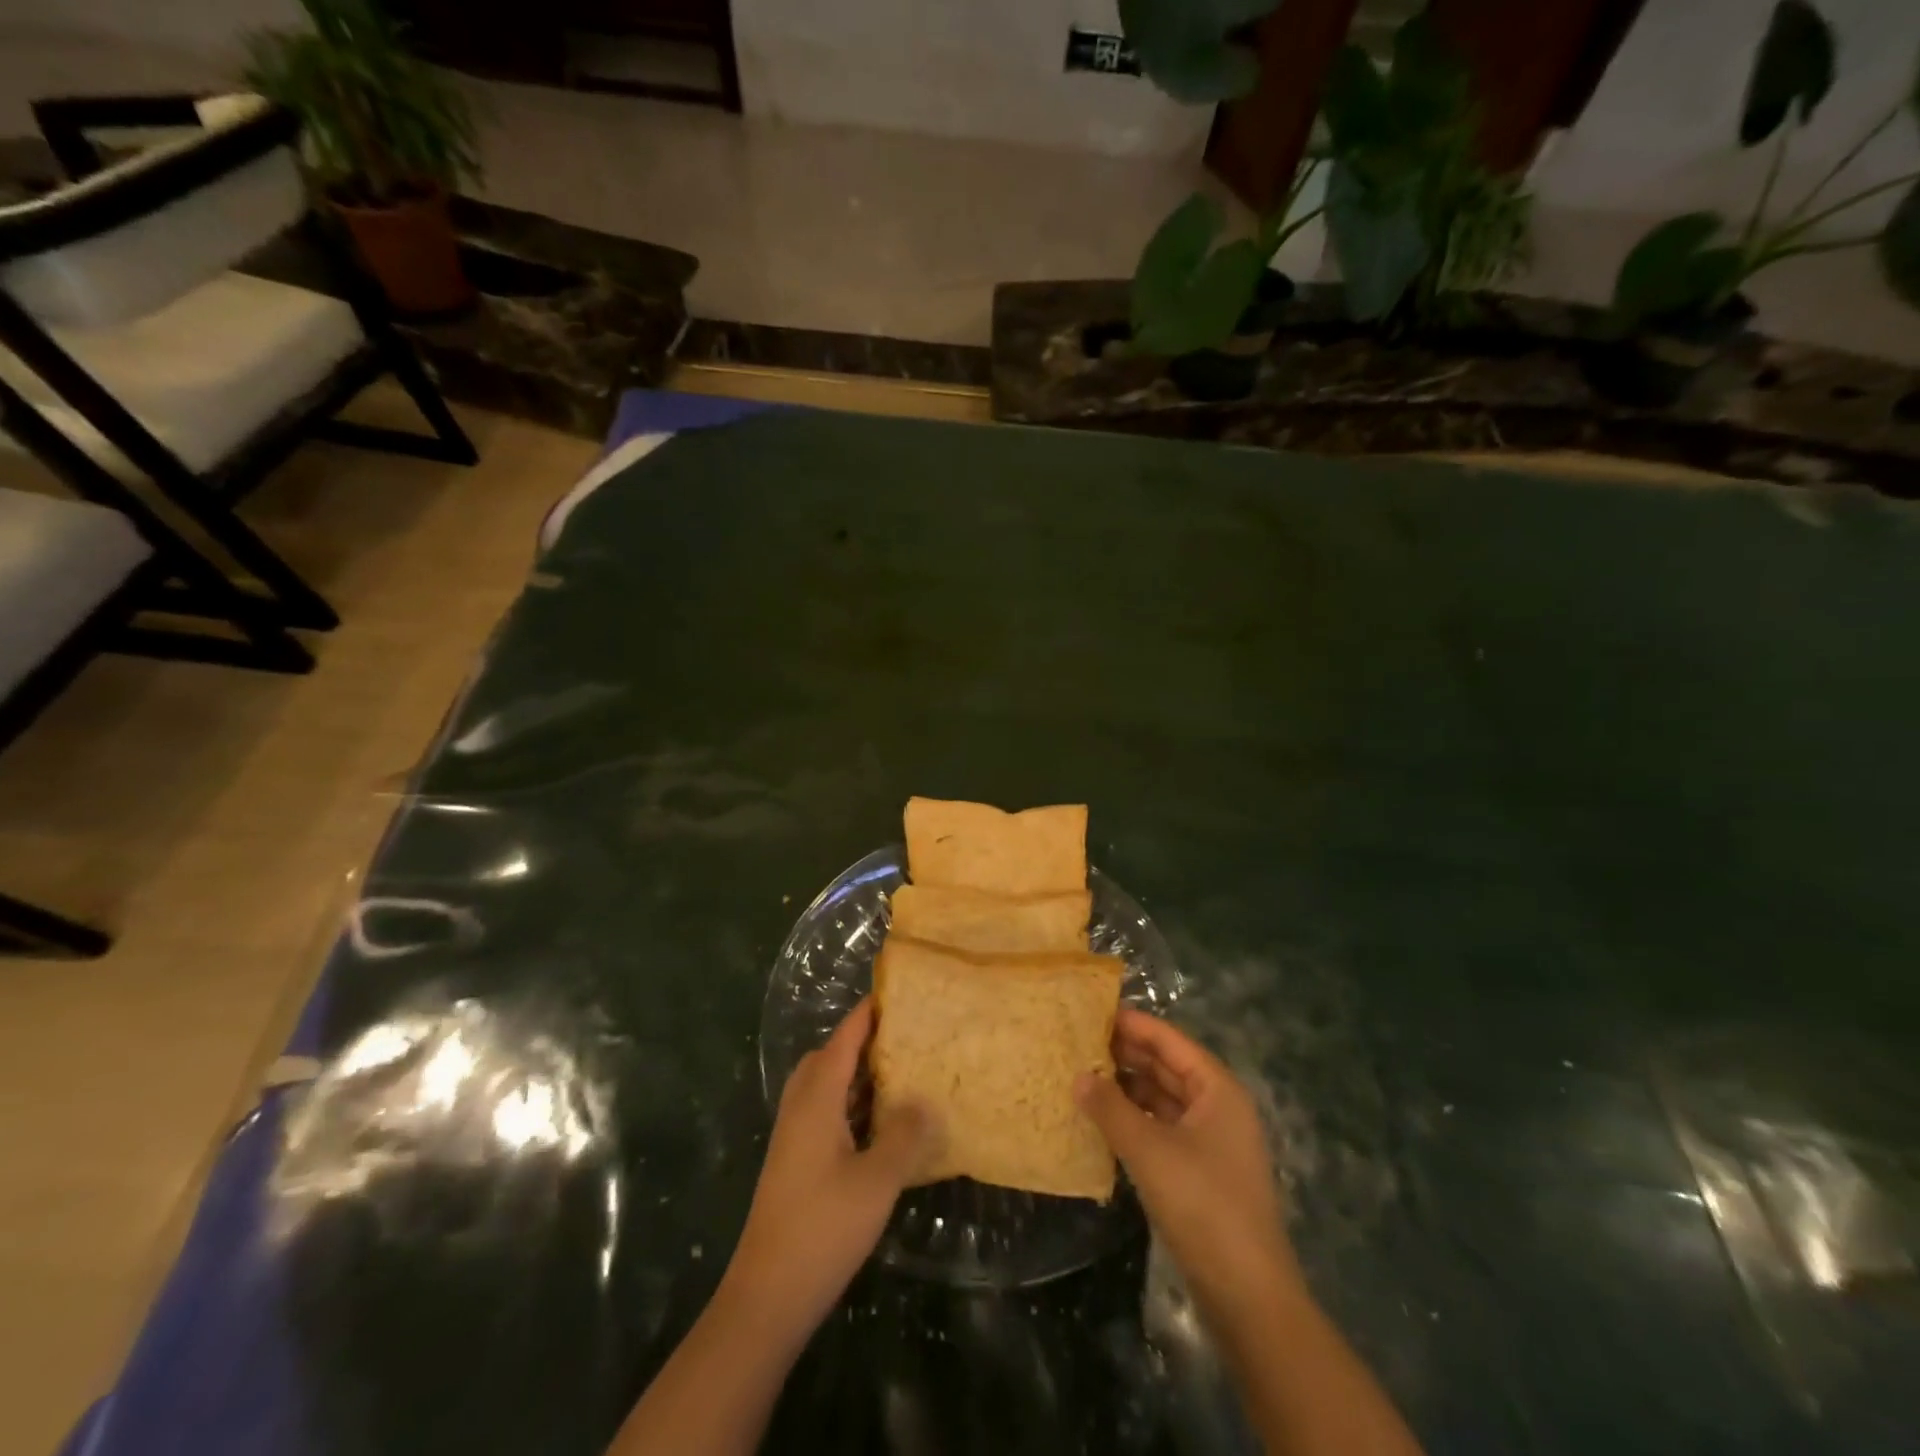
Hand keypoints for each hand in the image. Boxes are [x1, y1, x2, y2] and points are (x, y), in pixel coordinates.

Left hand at [720, 1000, 939, 1343]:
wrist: (767, 1296)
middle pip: (826, 1059)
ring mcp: (794, 1139)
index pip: (841, 1041)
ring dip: (855, 1076)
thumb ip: (904, 1135)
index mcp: (816, 1101)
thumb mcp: (877, 1180)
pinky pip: (824, 1115)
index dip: (865, 1015)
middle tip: (900, 1037)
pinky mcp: (795, 1165)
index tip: (893, 993)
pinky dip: (850, 1106)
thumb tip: (926, 1100)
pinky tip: (879, 1127)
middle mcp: (800, 1110)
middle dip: (859, 1042)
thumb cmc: (823, 1227)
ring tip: (898, 1074)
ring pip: (824, 1089)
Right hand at [1076, 1009, 1299, 1328]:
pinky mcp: (1200, 1172)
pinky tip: (1104, 1119)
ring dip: (1128, 1087)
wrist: (1247, 1294)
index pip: (1169, 1041)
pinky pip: (1162, 1128)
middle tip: (1079, 1042)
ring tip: (1083, 1075)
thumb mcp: (1149, 1149)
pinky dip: (1135, 1119)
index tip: (1092, 1011)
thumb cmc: (1202, 1204)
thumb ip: (1110, 1108)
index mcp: (1217, 1089)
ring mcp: (1211, 1141)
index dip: (1133, 1024)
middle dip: (1127, 1054)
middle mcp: (1218, 1106)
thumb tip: (1077, 1076)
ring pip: (1164, 1098)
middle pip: (1168, 1066)